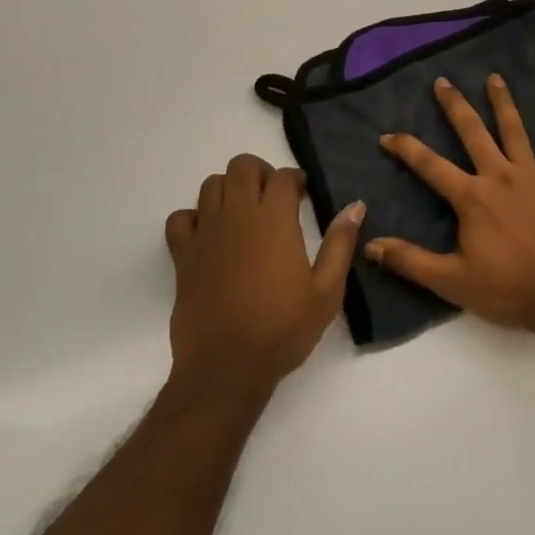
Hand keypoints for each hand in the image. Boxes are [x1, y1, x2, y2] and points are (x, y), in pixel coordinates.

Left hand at [165, 155, 363, 403]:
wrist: (226, 368)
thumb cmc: (282, 329)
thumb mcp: (326, 291)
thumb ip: (340, 243)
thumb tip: (355, 206)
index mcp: (274, 219)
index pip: (283, 176)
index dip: (296, 179)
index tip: (303, 195)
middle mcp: (238, 214)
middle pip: (242, 166)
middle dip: (260, 173)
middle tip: (273, 198)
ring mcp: (206, 232)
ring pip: (211, 185)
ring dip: (229, 189)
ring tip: (243, 212)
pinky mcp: (183, 255)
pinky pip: (180, 218)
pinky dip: (193, 218)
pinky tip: (208, 235)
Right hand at [366, 75, 534, 334]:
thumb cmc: (506, 289)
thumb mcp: (451, 281)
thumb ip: (410, 261)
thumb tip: (371, 245)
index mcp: (471, 197)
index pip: (430, 165)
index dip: (406, 148)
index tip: (387, 135)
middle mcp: (499, 176)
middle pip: (473, 133)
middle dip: (455, 106)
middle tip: (443, 81)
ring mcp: (533, 178)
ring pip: (515, 132)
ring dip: (504, 104)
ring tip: (495, 78)